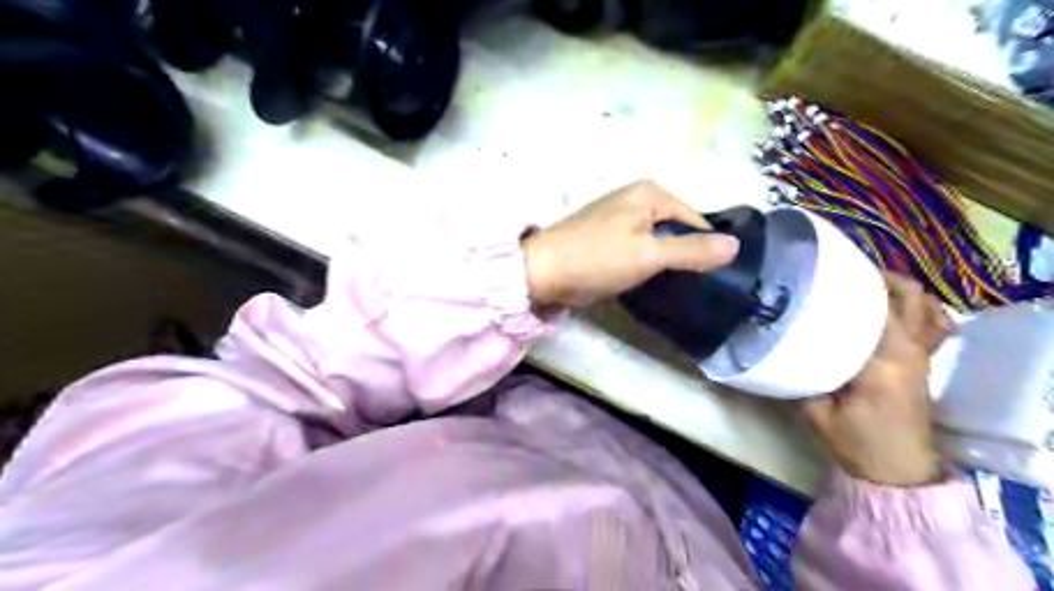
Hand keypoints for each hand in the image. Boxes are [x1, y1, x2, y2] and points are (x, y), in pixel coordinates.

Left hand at [521, 179, 735, 309]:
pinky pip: (639, 251)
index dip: (704, 248)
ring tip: (673, 288)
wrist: (543, 273)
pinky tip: (649, 284)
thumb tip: (736, 246)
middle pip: (676, 230)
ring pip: (657, 242)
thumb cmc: (597, 257)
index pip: (694, 220)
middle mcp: (636, 199)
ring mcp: (620, 220)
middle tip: (692, 286)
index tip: (709, 278)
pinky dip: (646, 266)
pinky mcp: (608, 240)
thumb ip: (692, 251)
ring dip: (665, 263)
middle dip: (684, 256)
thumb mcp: (649, 254)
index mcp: (649, 193)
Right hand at [810, 274, 955, 486]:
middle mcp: (910, 352)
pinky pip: (934, 324)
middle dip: (877, 277)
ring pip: (925, 306)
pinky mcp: (924, 363)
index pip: (875, 309)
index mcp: (882, 363)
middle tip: (841, 272)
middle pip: (908, 297)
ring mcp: (923, 356)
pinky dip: (921, 309)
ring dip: (900, 289)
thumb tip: (777, 345)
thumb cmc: (855, 443)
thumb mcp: (814, 412)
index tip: (824, 271)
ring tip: (867, 283)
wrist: (896, 472)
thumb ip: (800, 375)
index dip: (852, 284)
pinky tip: (895, 308)